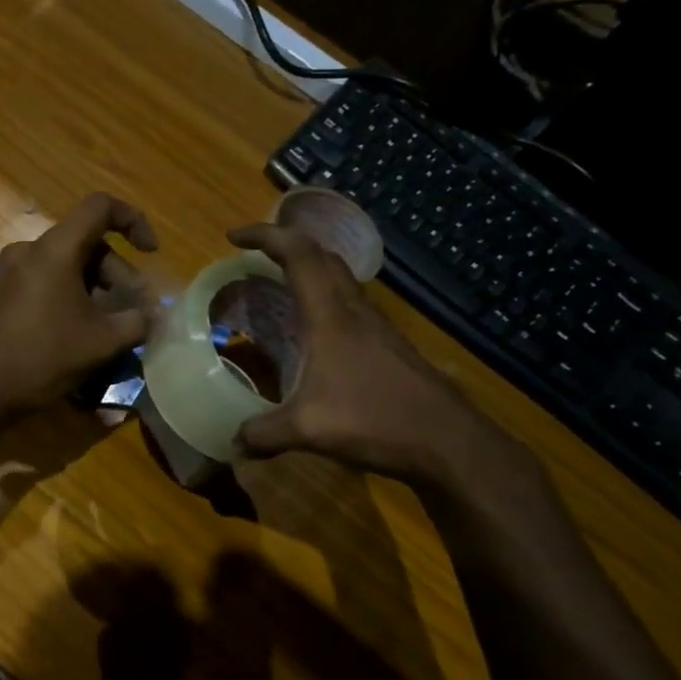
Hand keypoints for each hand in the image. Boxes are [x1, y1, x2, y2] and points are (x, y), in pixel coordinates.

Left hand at [0, 193, 158, 419]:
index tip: (151, 252)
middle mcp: (31, 250)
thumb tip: (154, 316)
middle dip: (121, 274)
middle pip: (87, 243)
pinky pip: (50, 280)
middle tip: (141, 309)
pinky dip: (75, 294)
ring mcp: (14, 271)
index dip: (133, 221)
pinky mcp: (6, 292)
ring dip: (100, 287)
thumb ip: (138, 321)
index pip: (100, 207)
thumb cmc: (46, 357)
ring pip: (69, 264)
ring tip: (120, 323)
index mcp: (55, 249)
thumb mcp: (103, 341)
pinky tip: (89, 327)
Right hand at [229, 223, 520, 488]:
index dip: (265, 236)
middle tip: (254, 258)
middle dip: (286, 245)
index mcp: (330, 316)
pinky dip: (324, 298)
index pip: (299, 254)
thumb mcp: (307, 430)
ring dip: (309, 270)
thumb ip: (262, 434)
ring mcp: (376, 326)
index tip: (234, 237)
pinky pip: (349, 303)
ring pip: (340, 278)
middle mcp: (354, 310)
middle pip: (322, 256)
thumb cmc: (375, 420)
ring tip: (278, 287)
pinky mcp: (388, 344)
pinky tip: (312, 331)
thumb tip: (232, 443)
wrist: (448, 441)